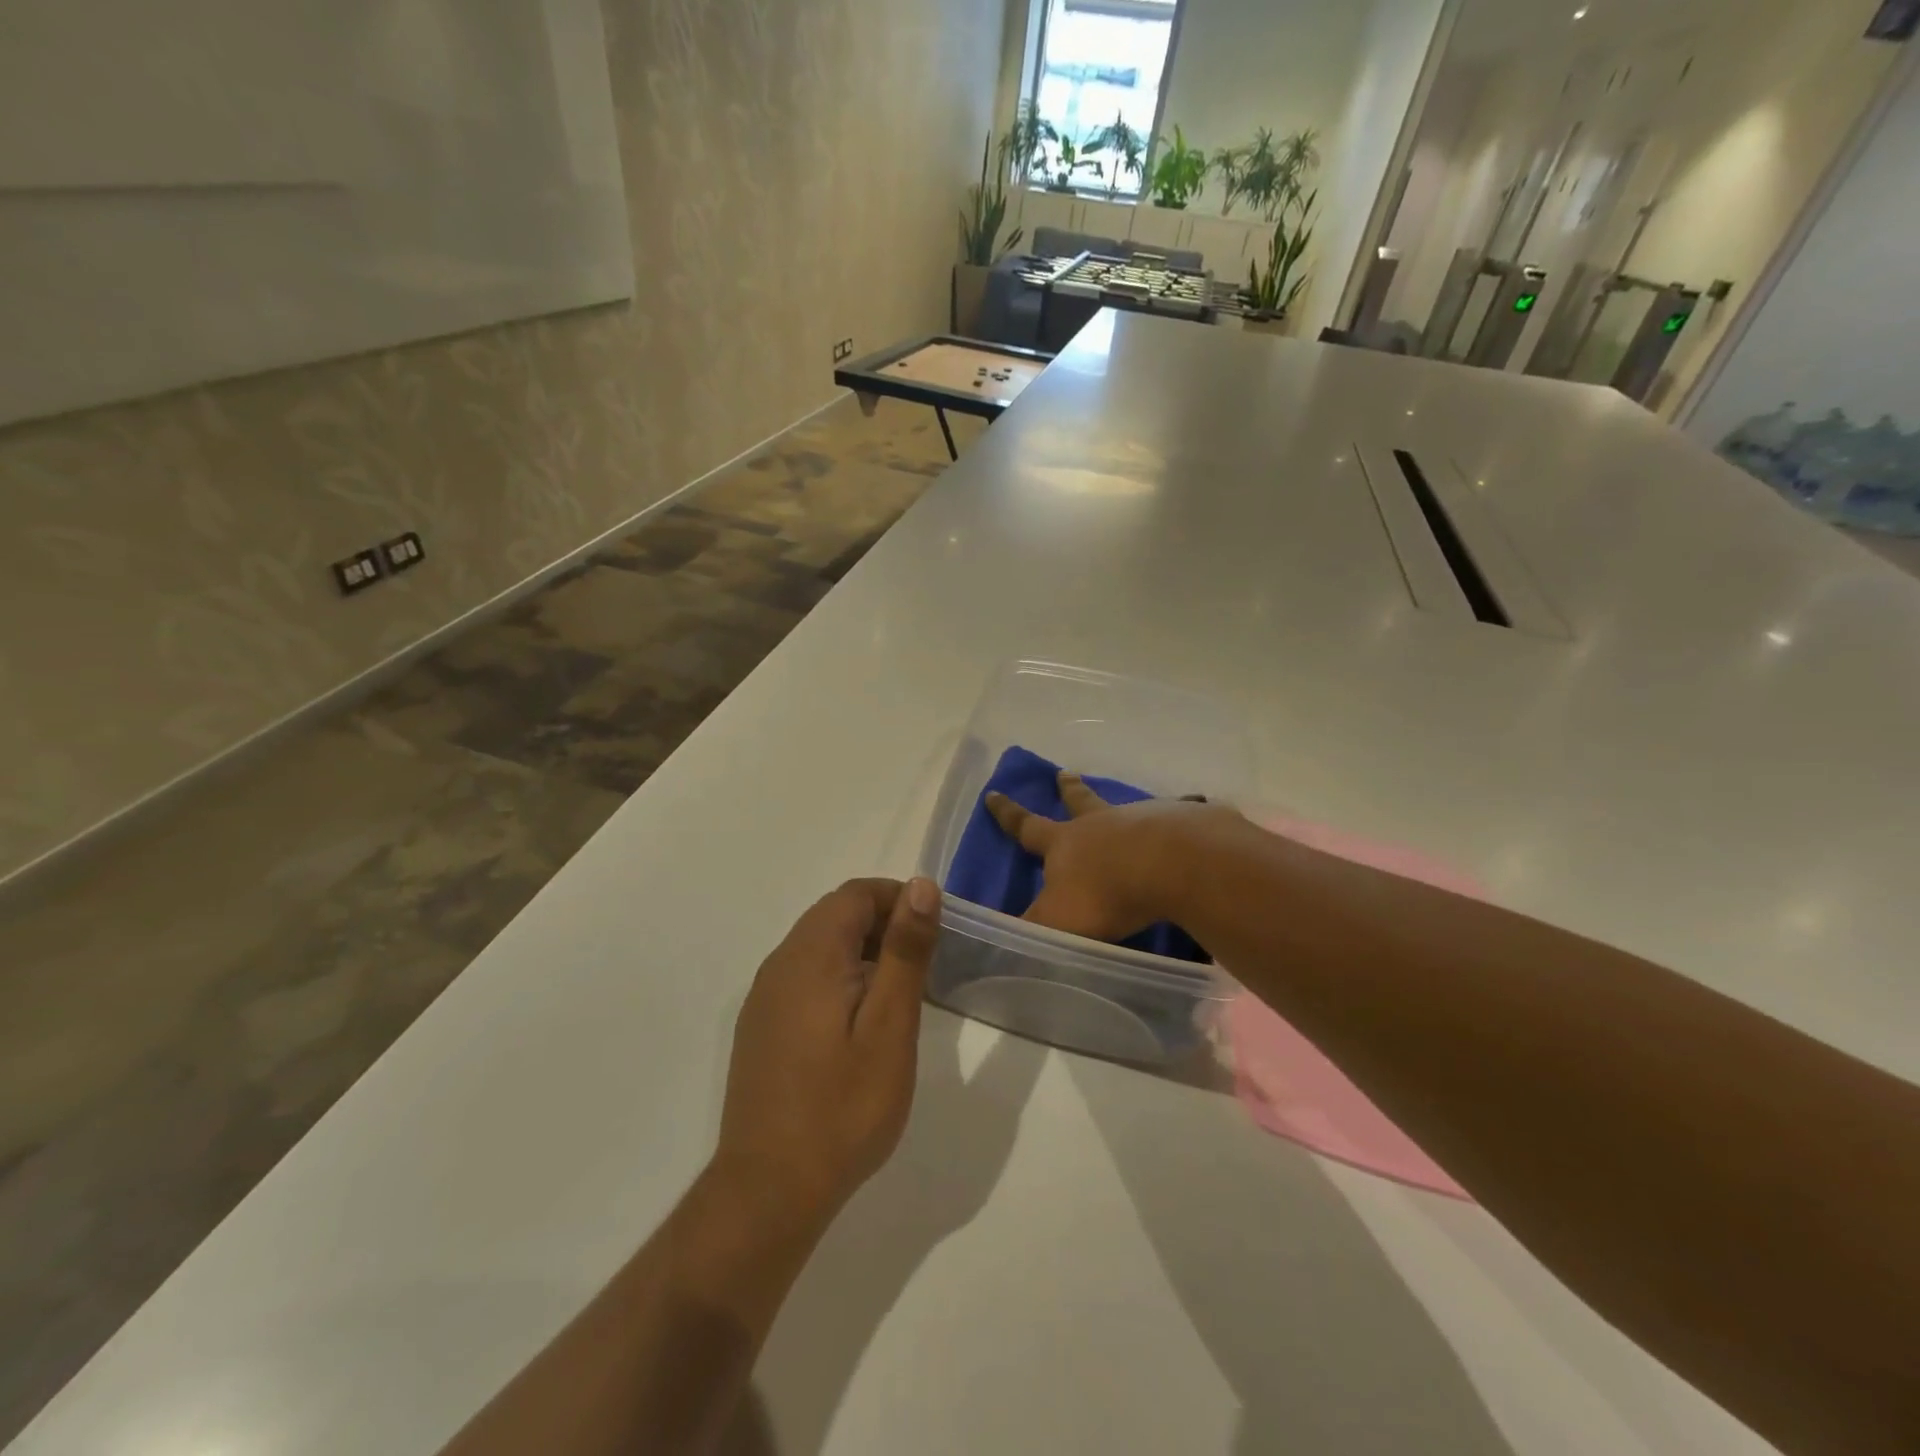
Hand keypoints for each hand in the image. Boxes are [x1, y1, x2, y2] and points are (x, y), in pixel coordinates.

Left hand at [714, 878, 941, 1227]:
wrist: (769, 1191)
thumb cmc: (843, 1107)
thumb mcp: (890, 1025)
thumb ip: (904, 951)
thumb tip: (920, 886)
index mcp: (810, 955)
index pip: (855, 894)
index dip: (898, 899)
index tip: (932, 931)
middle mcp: (779, 965)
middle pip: (834, 915)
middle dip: (883, 924)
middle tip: (923, 965)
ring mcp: (764, 998)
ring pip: (818, 946)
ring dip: (861, 952)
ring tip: (898, 995)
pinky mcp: (760, 1027)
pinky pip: (803, 977)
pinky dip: (838, 977)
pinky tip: (858, 1025)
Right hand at [985, 770, 1248, 941]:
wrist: (1170, 865)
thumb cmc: (1104, 894)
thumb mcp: (1056, 923)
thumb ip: (1031, 932)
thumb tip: (998, 942)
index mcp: (1065, 844)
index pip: (1027, 827)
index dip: (1008, 814)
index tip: (993, 793)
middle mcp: (1100, 824)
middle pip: (1079, 802)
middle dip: (1069, 789)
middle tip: (1065, 772)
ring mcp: (1141, 820)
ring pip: (1126, 807)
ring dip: (1123, 806)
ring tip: (1132, 804)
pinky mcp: (1180, 823)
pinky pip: (1179, 814)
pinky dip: (1185, 810)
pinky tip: (1197, 806)